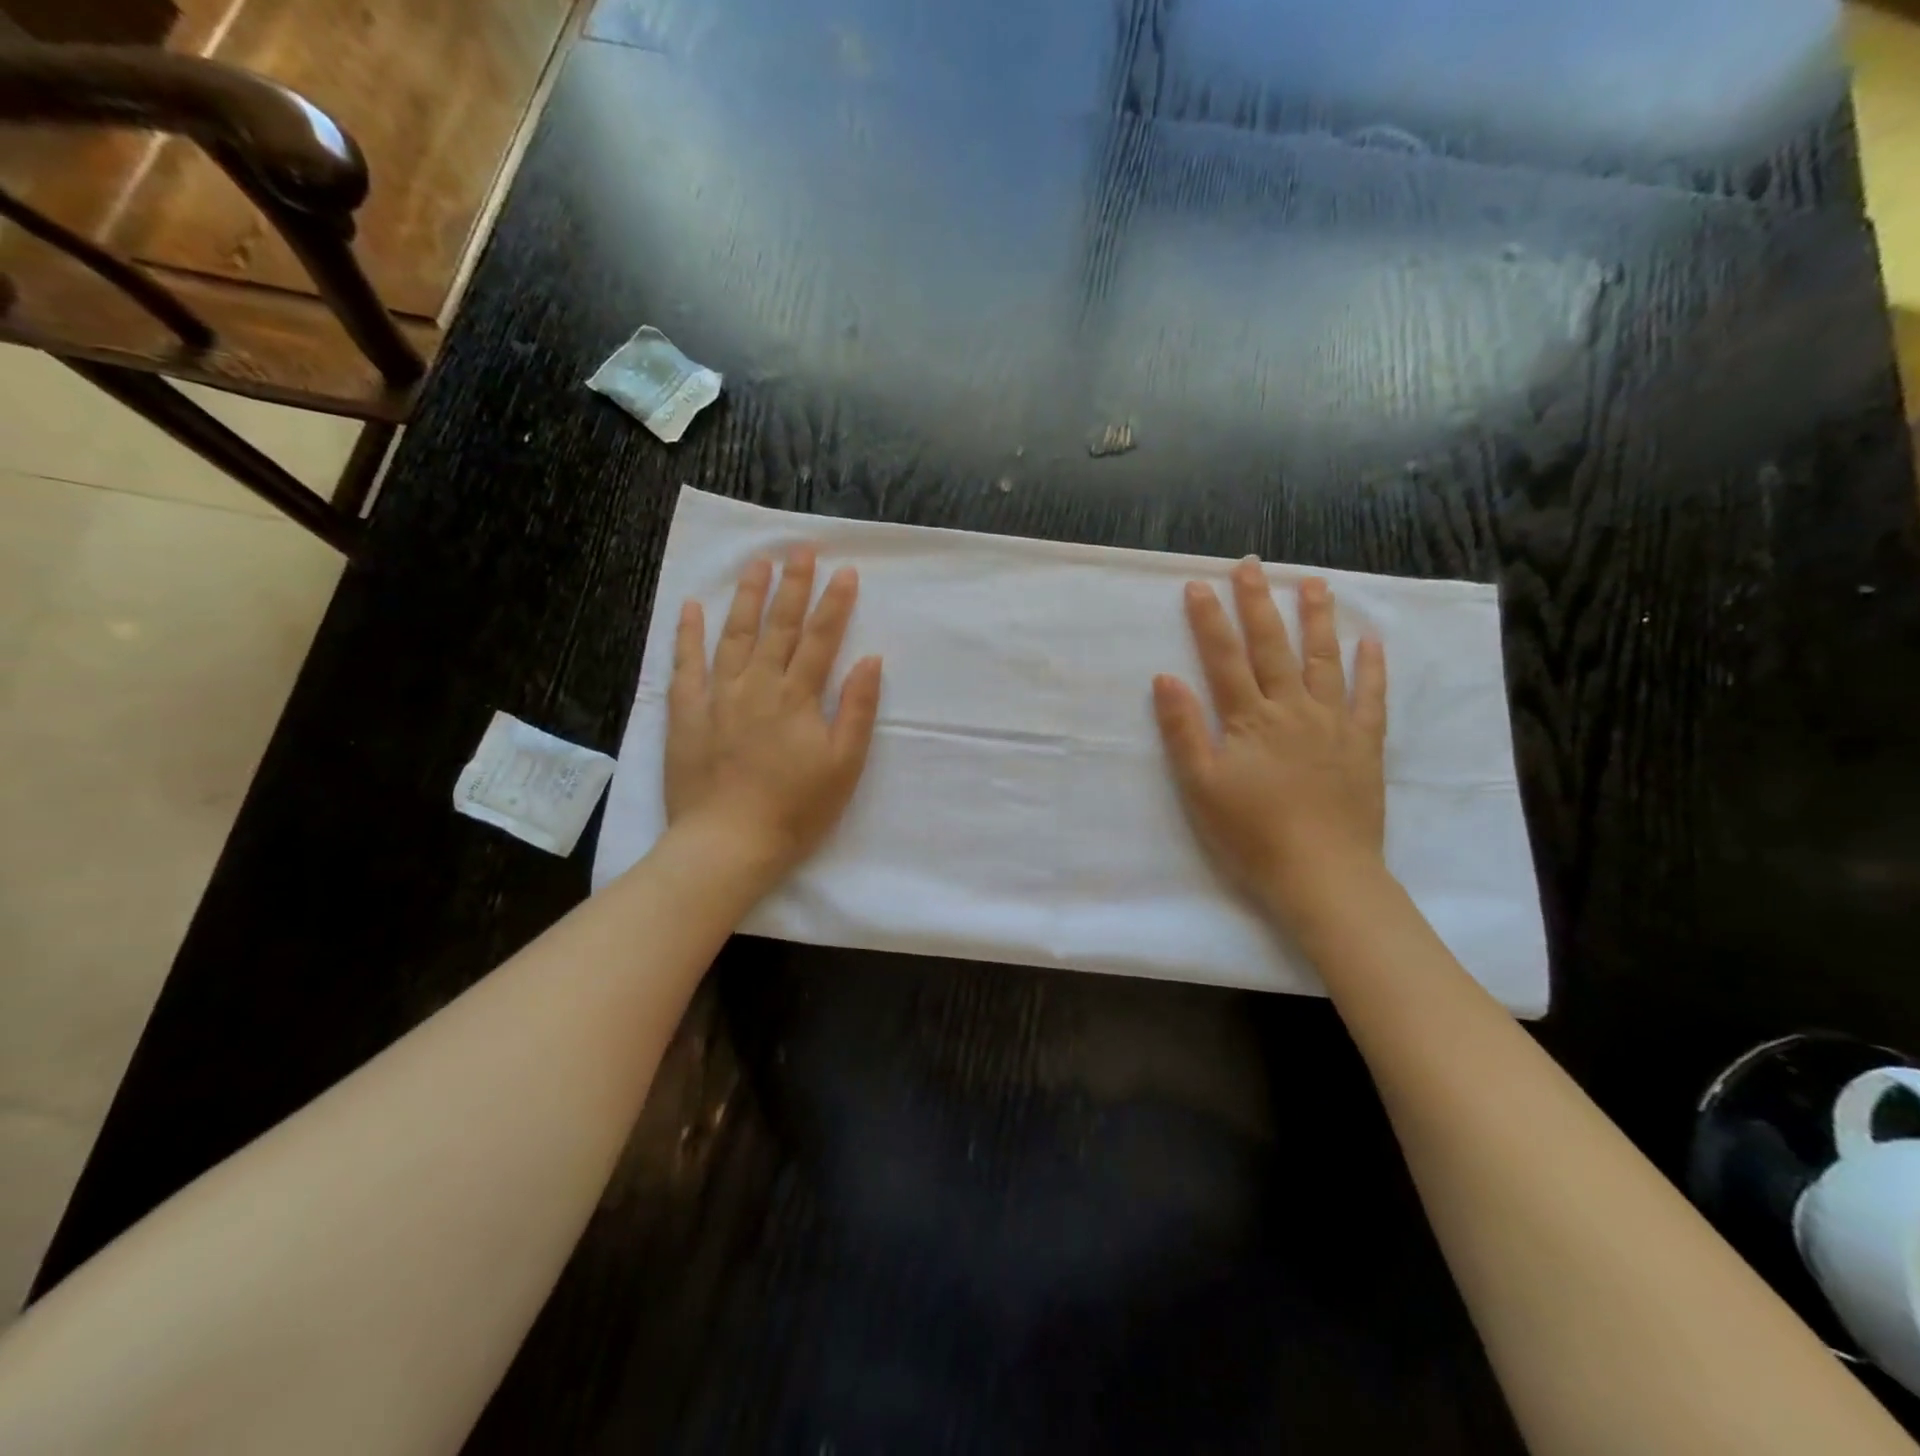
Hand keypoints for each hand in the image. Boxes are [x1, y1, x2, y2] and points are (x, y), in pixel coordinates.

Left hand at [664, 548, 882, 881]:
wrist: (728, 843)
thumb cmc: (795, 809)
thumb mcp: (843, 766)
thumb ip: (856, 710)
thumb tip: (869, 659)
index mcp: (798, 697)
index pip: (821, 639)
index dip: (834, 603)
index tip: (845, 570)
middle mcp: (758, 685)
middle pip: (779, 626)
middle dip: (793, 584)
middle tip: (801, 549)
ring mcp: (717, 695)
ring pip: (734, 634)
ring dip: (746, 596)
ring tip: (756, 563)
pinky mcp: (685, 713)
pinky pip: (686, 664)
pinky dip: (688, 634)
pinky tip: (692, 608)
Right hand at [1152, 559, 1387, 928]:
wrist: (1323, 874)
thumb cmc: (1252, 834)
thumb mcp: (1202, 786)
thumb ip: (1184, 730)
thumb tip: (1166, 677)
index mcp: (1250, 719)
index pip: (1224, 658)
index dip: (1209, 620)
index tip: (1197, 585)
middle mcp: (1293, 709)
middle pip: (1273, 646)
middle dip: (1260, 603)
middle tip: (1252, 565)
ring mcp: (1333, 723)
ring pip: (1324, 660)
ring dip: (1317, 619)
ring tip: (1314, 582)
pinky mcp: (1364, 745)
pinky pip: (1370, 698)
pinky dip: (1371, 668)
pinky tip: (1371, 642)